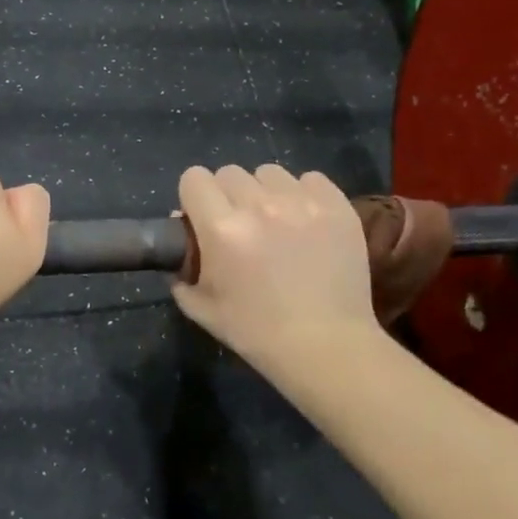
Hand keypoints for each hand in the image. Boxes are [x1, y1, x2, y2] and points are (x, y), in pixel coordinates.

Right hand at [170, 164, 382, 380]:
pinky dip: (303, 194)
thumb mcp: (201, 307)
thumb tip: (182, 238)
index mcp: (221, 228)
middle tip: (240, 225)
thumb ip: (181, 269)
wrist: (325, 346)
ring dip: (265, 192)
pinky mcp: (336, 206)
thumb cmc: (256, 332)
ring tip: (276, 221)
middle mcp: (259, 205)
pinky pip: (310, 178)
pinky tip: (306, 221)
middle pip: (230, 172)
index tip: (202, 217)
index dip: (194, 197)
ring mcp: (301, 202)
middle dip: (228, 195)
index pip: (194, 178)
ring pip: (269, 173)